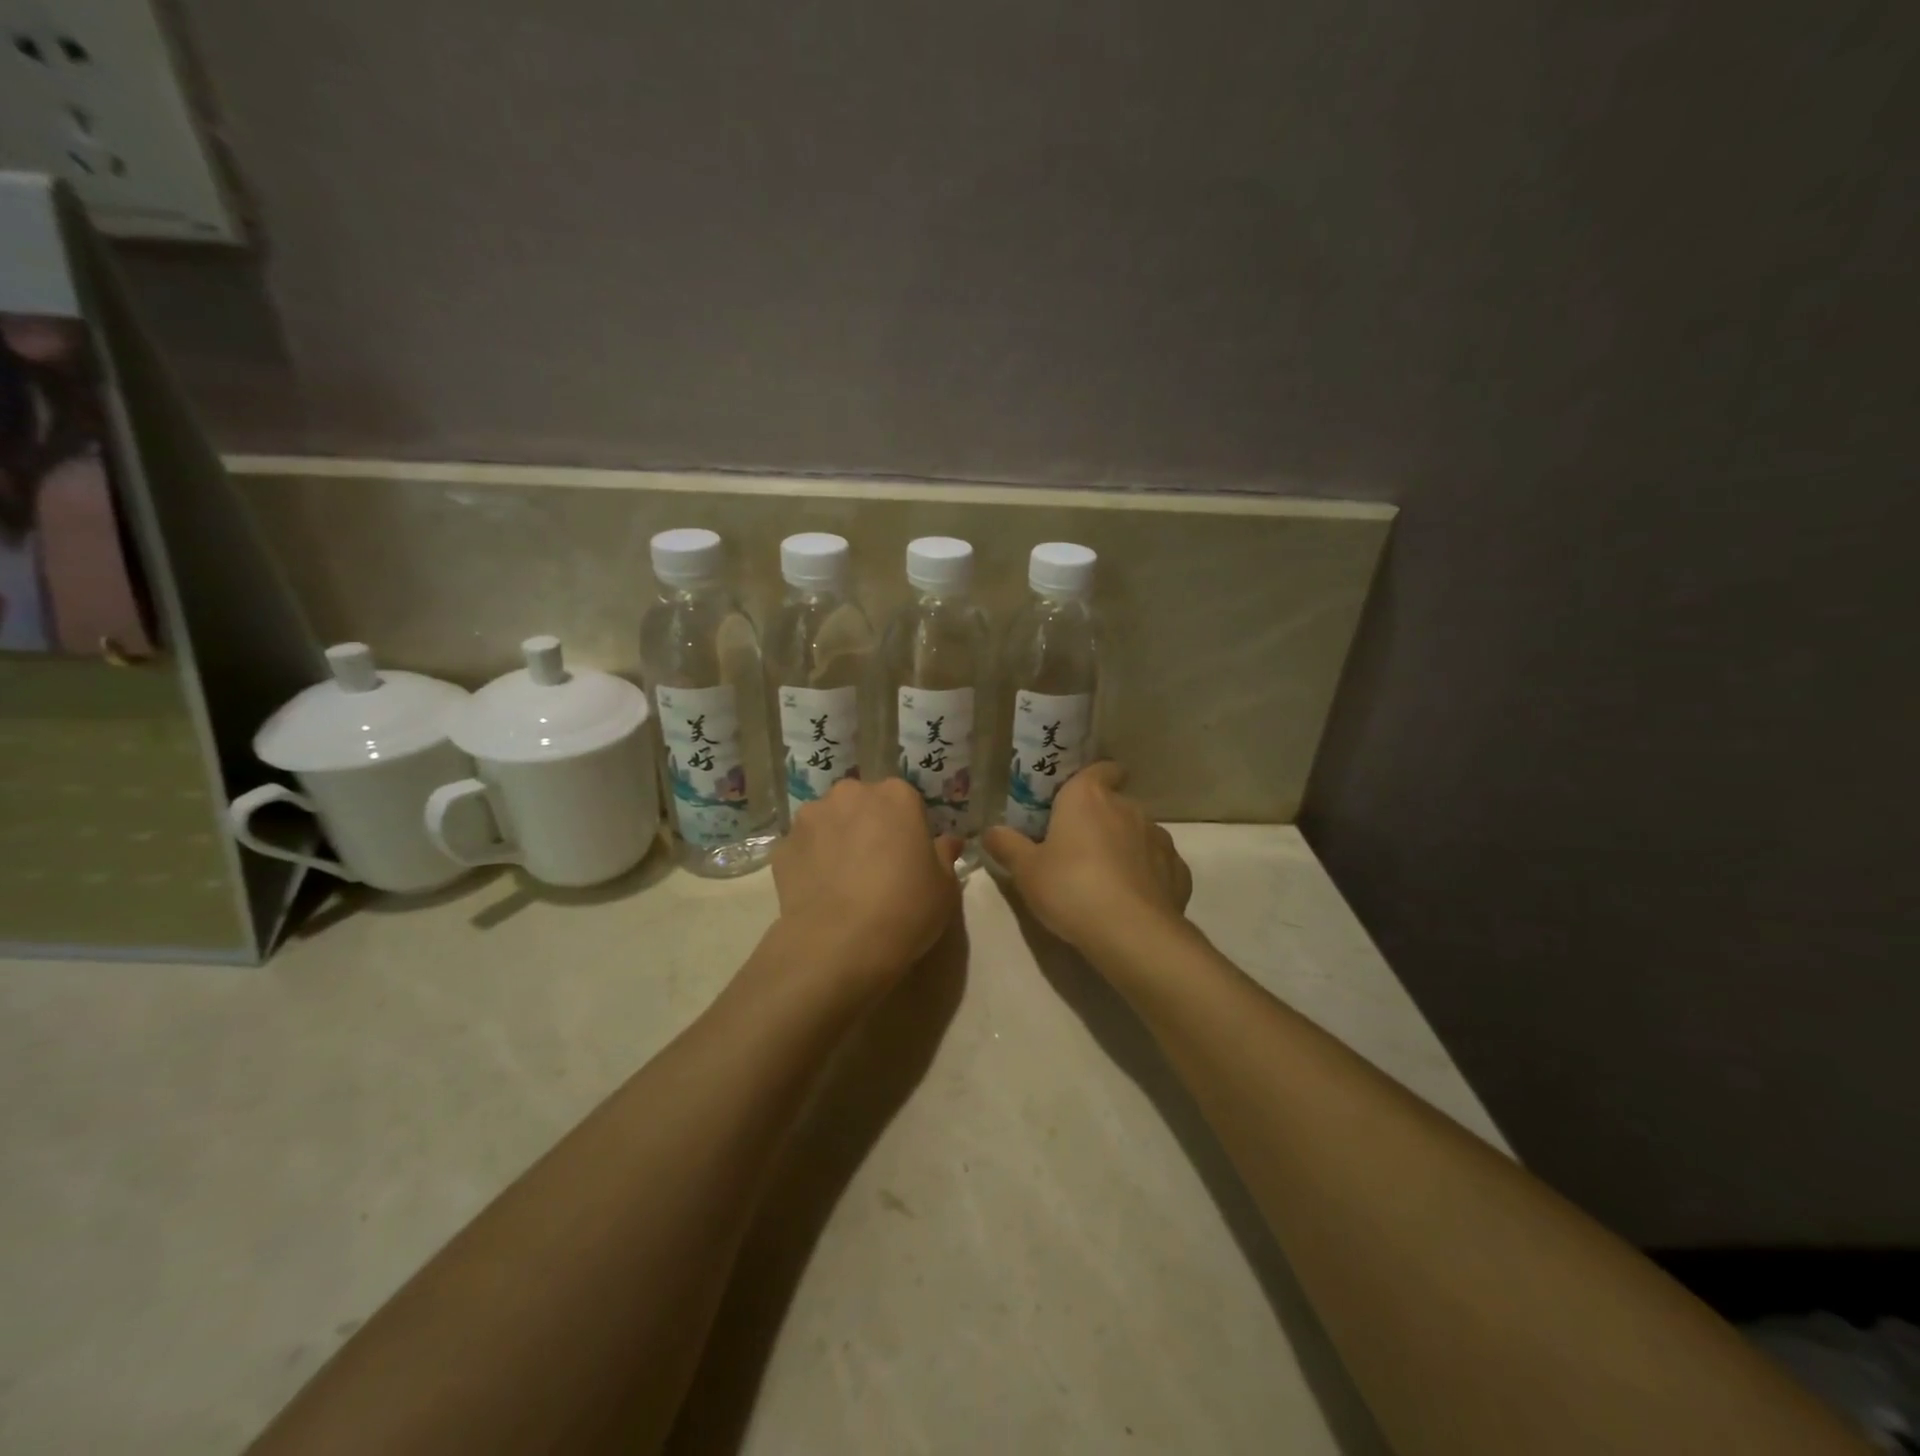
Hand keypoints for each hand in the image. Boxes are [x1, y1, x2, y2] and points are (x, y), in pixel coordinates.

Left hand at [770, 777, 963, 991]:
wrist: (839, 944)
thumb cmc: (905, 908)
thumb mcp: (944, 887)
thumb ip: (944, 856)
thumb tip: (947, 842)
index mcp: (896, 796)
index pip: (905, 800)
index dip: (907, 827)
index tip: (909, 854)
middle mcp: (850, 794)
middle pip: (862, 804)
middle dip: (868, 825)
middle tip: (876, 865)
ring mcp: (811, 817)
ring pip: (829, 822)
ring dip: (836, 839)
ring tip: (842, 880)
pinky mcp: (783, 846)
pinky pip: (803, 848)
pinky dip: (810, 862)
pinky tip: (820, 893)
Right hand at [983, 762, 1191, 955]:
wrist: (1131, 932)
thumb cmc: (1070, 888)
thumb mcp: (1026, 871)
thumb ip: (1007, 846)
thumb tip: (989, 831)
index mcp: (1088, 797)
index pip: (1101, 769)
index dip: (1094, 778)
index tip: (1080, 797)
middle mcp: (1127, 808)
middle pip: (1115, 804)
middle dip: (1101, 821)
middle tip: (1077, 851)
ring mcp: (1158, 838)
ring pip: (1139, 834)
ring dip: (1125, 848)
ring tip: (1106, 881)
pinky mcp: (1178, 871)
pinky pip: (1158, 865)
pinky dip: (1147, 876)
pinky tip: (1132, 901)